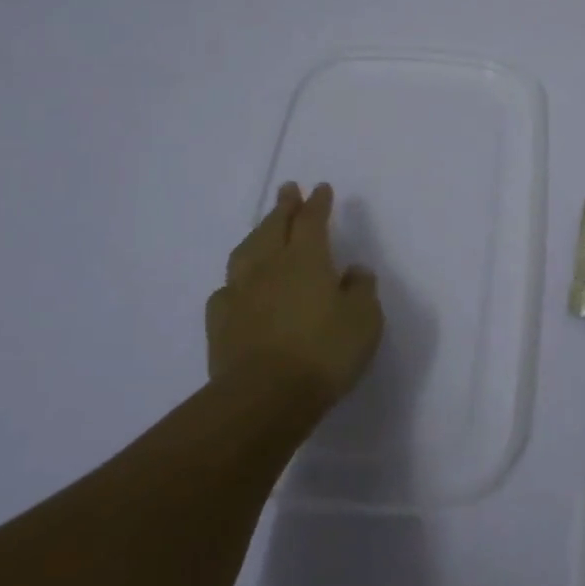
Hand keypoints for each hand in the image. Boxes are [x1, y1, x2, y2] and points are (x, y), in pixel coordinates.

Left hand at [207, 182, 383, 406]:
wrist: (265, 397)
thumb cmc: (325, 352)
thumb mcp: (364, 319)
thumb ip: (361, 289)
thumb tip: (354, 270)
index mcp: (307, 259)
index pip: (312, 220)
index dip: (317, 203)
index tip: (320, 188)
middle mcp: (270, 267)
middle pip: (274, 227)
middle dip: (283, 206)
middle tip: (288, 189)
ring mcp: (240, 293)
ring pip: (245, 252)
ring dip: (256, 234)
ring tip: (263, 229)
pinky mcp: (220, 323)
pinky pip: (226, 290)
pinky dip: (235, 280)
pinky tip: (237, 286)